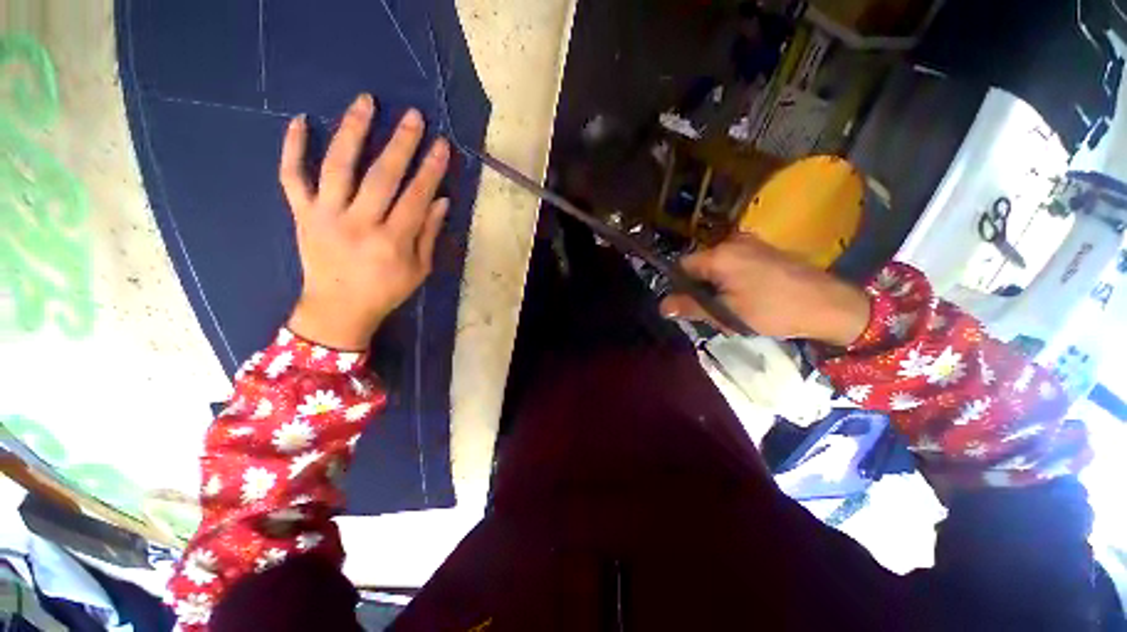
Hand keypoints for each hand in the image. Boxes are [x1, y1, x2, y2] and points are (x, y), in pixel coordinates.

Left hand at [280, 93, 449, 350]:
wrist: (338, 309)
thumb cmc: (385, 291)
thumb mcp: (419, 270)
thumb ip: (430, 234)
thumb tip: (442, 200)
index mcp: (392, 241)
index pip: (416, 197)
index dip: (430, 170)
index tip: (442, 145)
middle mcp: (358, 223)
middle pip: (381, 175)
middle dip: (401, 143)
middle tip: (414, 116)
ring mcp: (325, 216)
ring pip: (337, 166)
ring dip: (352, 131)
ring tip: (365, 102)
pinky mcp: (301, 214)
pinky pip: (291, 177)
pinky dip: (292, 149)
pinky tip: (299, 121)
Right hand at [660, 234, 870, 346]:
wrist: (829, 305)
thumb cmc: (772, 310)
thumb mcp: (726, 313)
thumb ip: (691, 307)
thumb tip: (662, 306)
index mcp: (719, 255)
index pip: (682, 266)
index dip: (680, 286)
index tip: (688, 305)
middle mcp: (732, 242)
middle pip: (700, 265)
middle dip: (700, 287)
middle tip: (712, 310)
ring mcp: (752, 244)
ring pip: (718, 265)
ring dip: (717, 284)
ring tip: (731, 306)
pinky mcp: (766, 250)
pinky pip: (736, 263)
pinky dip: (733, 279)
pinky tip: (748, 296)